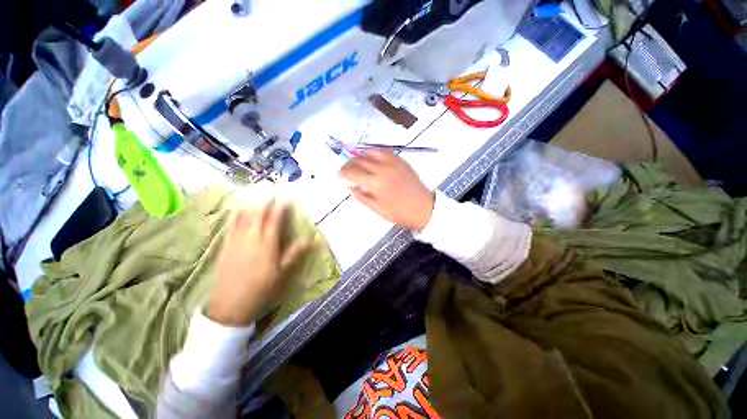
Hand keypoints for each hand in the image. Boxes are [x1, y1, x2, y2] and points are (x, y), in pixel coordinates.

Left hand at [209, 200, 308, 326]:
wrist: (232, 303)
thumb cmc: (262, 287)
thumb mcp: (283, 272)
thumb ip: (295, 253)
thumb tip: (311, 240)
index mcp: (268, 243)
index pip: (275, 220)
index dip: (280, 208)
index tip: (284, 199)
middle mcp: (252, 237)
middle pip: (259, 215)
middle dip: (266, 203)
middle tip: (270, 193)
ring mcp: (237, 240)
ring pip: (244, 218)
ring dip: (251, 205)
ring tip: (256, 197)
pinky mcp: (225, 246)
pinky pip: (230, 226)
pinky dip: (235, 215)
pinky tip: (237, 209)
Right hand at [338, 150, 433, 230]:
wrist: (424, 208)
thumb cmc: (400, 213)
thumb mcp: (378, 209)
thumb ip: (362, 197)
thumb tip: (350, 187)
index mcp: (376, 183)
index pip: (353, 173)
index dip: (343, 173)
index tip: (339, 174)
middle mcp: (382, 168)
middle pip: (359, 160)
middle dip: (349, 163)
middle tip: (346, 169)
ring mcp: (392, 162)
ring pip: (370, 152)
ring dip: (360, 156)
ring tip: (357, 163)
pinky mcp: (400, 160)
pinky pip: (383, 151)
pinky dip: (373, 153)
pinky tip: (371, 159)